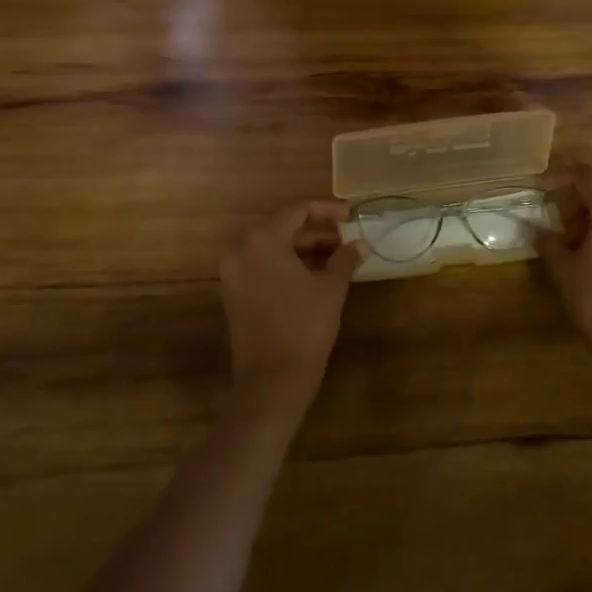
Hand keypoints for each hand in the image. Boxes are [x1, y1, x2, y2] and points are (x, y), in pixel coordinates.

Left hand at [218, 200, 364, 417]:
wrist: (271, 381)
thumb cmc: (304, 326)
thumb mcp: (330, 288)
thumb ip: (344, 259)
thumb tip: (359, 244)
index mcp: (262, 239)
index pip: (297, 210)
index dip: (326, 210)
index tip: (350, 215)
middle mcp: (240, 248)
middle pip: (281, 226)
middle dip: (315, 229)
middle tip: (344, 236)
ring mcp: (232, 272)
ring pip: (271, 247)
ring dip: (301, 247)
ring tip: (335, 254)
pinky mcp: (233, 294)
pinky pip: (261, 265)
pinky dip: (285, 263)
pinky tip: (313, 274)